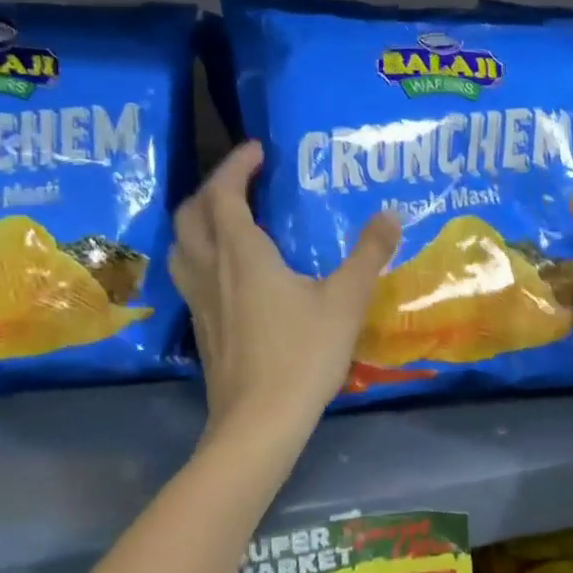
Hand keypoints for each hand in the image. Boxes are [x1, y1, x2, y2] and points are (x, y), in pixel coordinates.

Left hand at [171, 142, 400, 428]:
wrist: (259, 421)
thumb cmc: (303, 355)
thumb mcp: (346, 301)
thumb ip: (368, 255)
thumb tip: (390, 215)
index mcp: (242, 254)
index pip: (224, 193)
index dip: (236, 165)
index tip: (259, 150)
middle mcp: (211, 270)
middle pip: (191, 215)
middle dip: (212, 189)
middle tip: (242, 184)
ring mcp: (199, 302)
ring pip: (181, 246)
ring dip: (198, 222)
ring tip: (228, 221)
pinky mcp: (201, 329)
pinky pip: (189, 275)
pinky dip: (201, 255)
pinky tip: (229, 275)